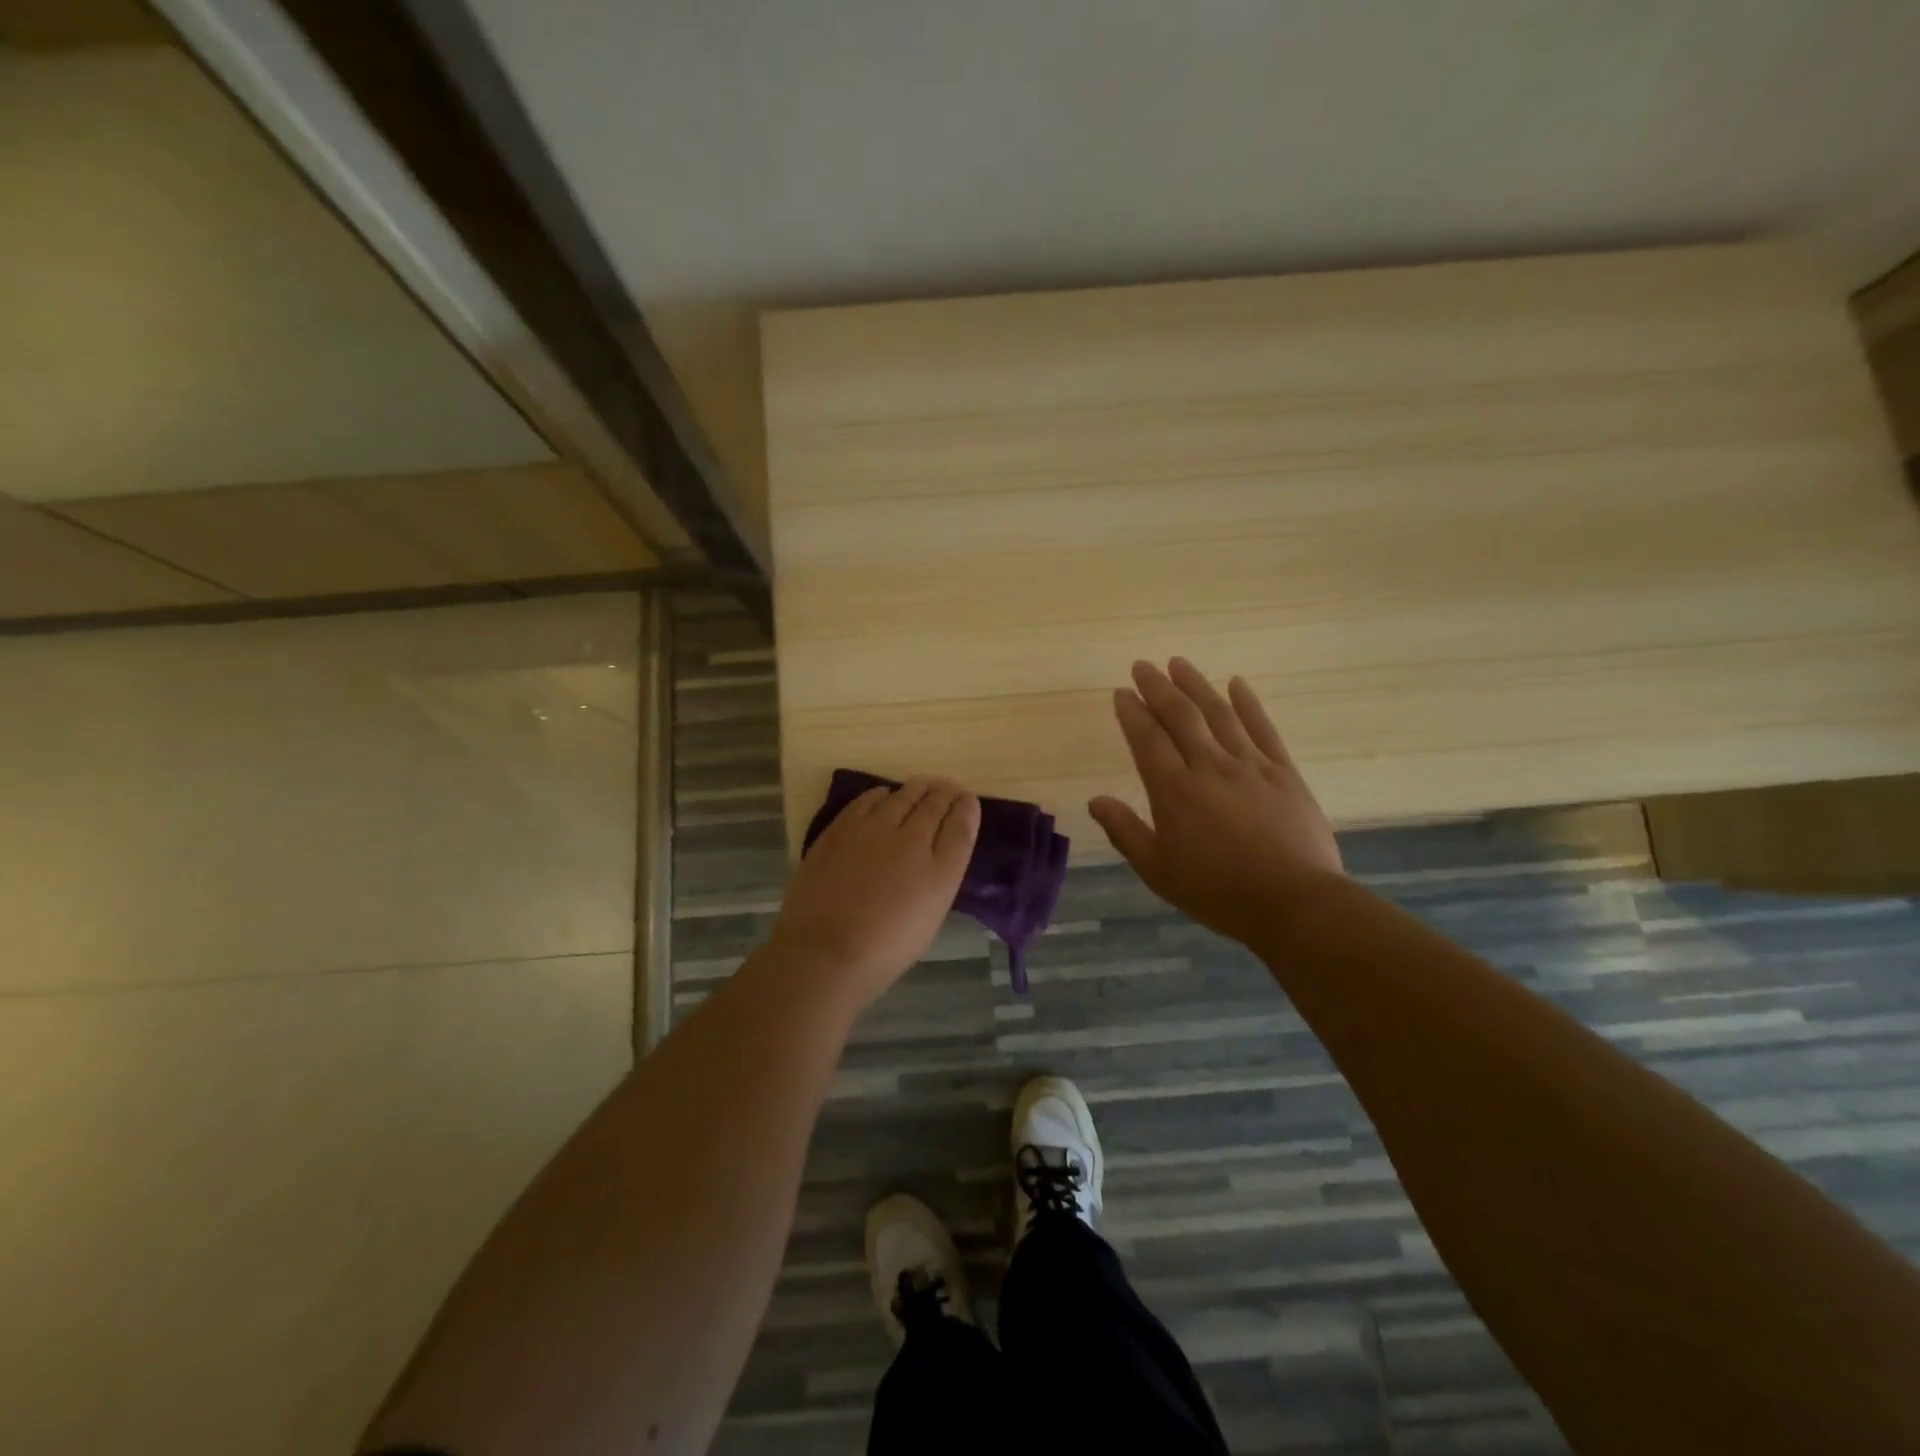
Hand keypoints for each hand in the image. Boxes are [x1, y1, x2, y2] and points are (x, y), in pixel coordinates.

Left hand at [766, 778, 980, 1012]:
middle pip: (933, 805)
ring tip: (920, 786)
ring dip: (915, 789)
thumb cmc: (883, 949)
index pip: (960, 828)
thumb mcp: (928, 920)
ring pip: (901, 797)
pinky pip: (867, 800)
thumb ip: (938, 880)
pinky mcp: (841, 829)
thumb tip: (937, 854)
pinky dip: (880, 794)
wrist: (825, 953)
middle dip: (944, 793)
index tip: (968, 799)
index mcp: (940, 872)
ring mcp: (873, 831)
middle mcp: (911, 842)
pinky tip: (883, 794)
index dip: (966, 809)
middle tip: (947, 786)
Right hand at [1089, 659, 1343, 946]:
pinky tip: (1237, 683)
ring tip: (1179, 663)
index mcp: (1174, 791)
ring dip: (1196, 685)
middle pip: (1180, 716)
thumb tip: (1095, 801)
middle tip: (1142, 665)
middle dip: (1158, 687)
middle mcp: (1209, 767)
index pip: (1147, 739)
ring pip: (1218, 713)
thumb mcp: (1158, 871)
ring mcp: (1250, 765)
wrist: (1293, 902)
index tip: (1122, 692)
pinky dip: (1248, 703)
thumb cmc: (1217, 891)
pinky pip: (1262, 728)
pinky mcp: (1283, 772)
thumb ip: (1125, 832)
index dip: (1132, 712)